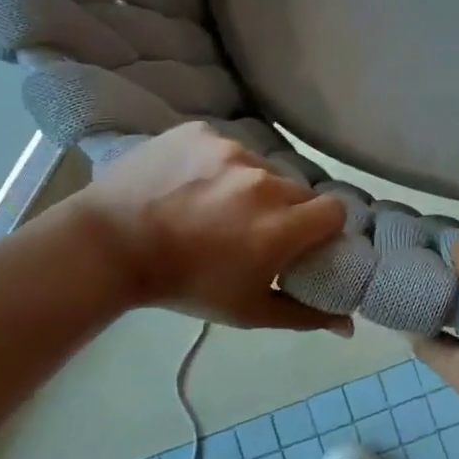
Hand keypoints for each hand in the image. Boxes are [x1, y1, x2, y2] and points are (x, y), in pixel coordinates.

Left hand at [68, 124, 350, 332]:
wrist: (108, 246)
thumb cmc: (183, 285)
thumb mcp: (247, 311)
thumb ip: (305, 315)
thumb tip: (350, 326)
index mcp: (280, 227)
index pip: (334, 210)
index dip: (323, 226)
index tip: (303, 238)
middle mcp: (263, 183)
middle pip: (297, 189)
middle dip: (285, 208)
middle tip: (253, 227)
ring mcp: (230, 151)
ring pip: (261, 166)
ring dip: (250, 185)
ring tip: (215, 205)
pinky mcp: (201, 132)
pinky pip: (226, 146)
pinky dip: (217, 164)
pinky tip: (192, 182)